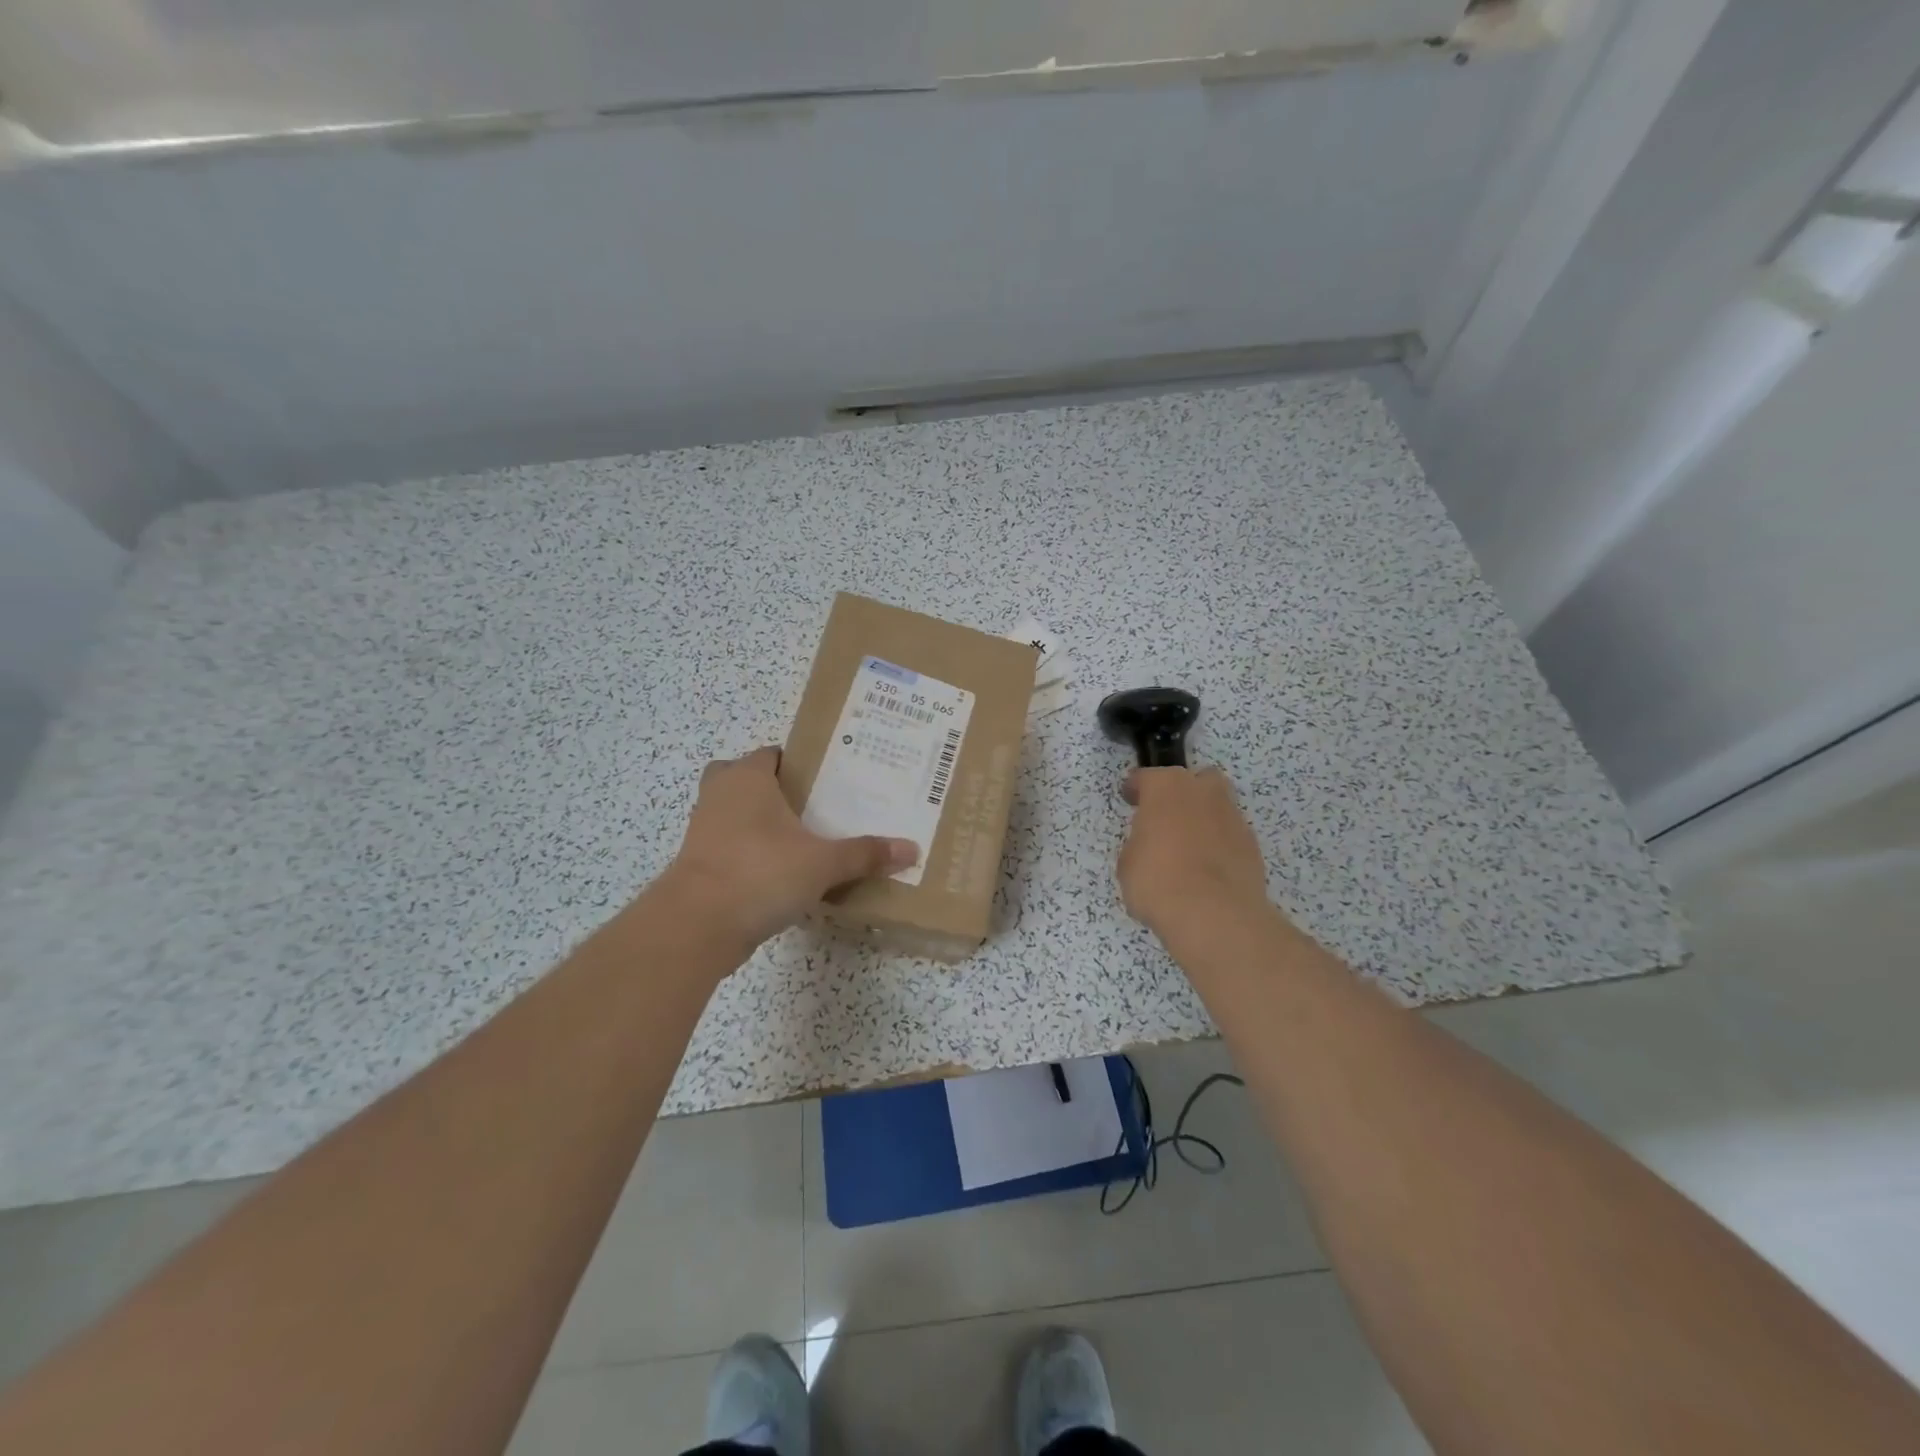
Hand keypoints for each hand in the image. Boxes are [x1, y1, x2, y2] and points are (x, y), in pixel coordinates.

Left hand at [661, 747, 917, 950]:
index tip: (828, 779)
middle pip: (745, 779)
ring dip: (759, 823)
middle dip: (773, 790)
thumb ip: (865, 854)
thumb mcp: (823, 863)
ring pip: (734, 814)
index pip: (772, 754)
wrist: (697, 925)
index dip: (799, 762)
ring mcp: (703, 830)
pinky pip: (729, 847)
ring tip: (802, 841)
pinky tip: (780, 874)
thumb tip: (912, 849)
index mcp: (747, 777)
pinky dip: (749, 854)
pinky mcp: (698, 864)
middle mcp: (720, 794)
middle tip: (811, 807)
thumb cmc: (760, 873)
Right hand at [1119, 766, 1270, 942]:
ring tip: (1188, 850)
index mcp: (1166, 787)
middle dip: (1182, 793)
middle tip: (1166, 818)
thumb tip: (1150, 848)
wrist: (1214, 915)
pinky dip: (1219, 846)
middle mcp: (1203, 792)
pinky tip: (1207, 870)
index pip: (1147, 777)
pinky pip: (1230, 836)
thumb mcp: (1128, 863)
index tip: (1129, 799)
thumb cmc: (1158, 881)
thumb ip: (1139, 845)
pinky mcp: (1252, 845)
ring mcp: (1232, 817)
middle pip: (1194, 780)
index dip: (1135, 788)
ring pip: (1217, 806)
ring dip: (1203, 819)